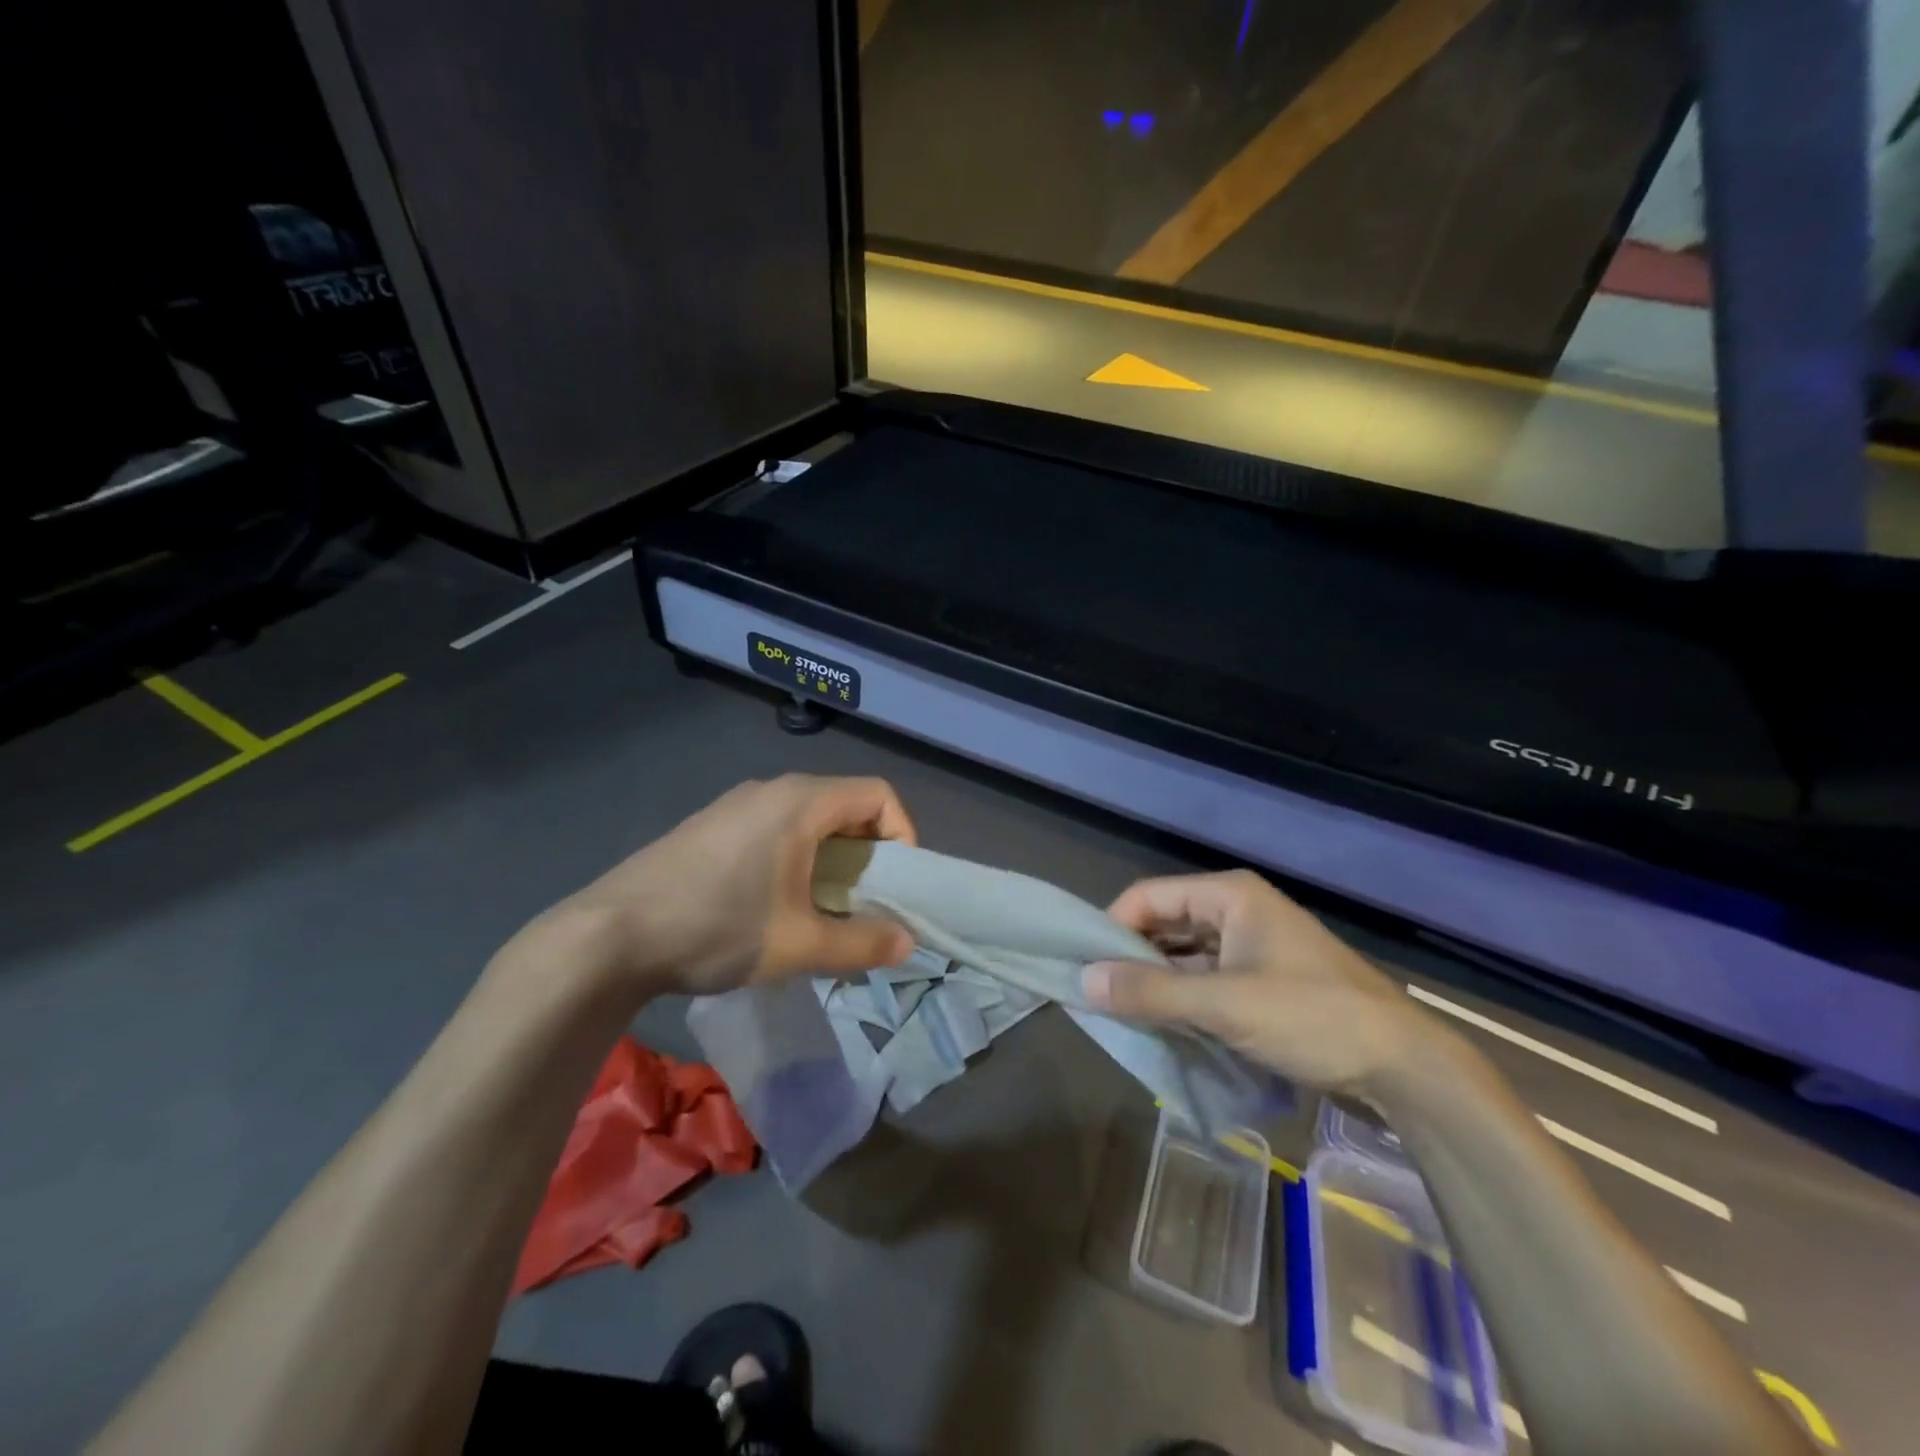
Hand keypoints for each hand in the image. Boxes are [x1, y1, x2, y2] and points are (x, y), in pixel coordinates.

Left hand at [553, 775, 917, 996]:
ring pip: (807, 818)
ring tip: (821, 909)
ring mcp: (735, 804)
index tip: (896, 884)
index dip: (902, 834)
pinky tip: (772, 904)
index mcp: (801, 802)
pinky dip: (795, 857)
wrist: (609, 935)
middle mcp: (772, 789)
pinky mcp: (710, 826)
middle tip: (863, 903)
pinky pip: (774, 828)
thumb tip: (907, 943)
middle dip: (867, 853)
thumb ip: (862, 943)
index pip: (878, 794)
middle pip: (844, 805)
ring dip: (830, 858)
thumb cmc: (717, 927)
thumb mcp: (799, 944)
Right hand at [1082, 869, 1429, 1094]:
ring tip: (1124, 1014)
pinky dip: (1184, 998)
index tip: (1085, 968)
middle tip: (1099, 995)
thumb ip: (1151, 992)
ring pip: (1185, 955)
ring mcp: (1253, 946)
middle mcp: (1237, 910)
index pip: (1148, 896)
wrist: (1406, 1067)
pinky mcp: (1264, 980)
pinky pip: (1207, 979)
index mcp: (1229, 895)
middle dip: (1132, 957)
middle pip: (1165, 923)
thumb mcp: (1225, 1005)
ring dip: (1157, 982)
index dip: (1112, 927)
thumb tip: (1083, 982)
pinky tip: (1165, 1025)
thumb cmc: (1312, 1018)